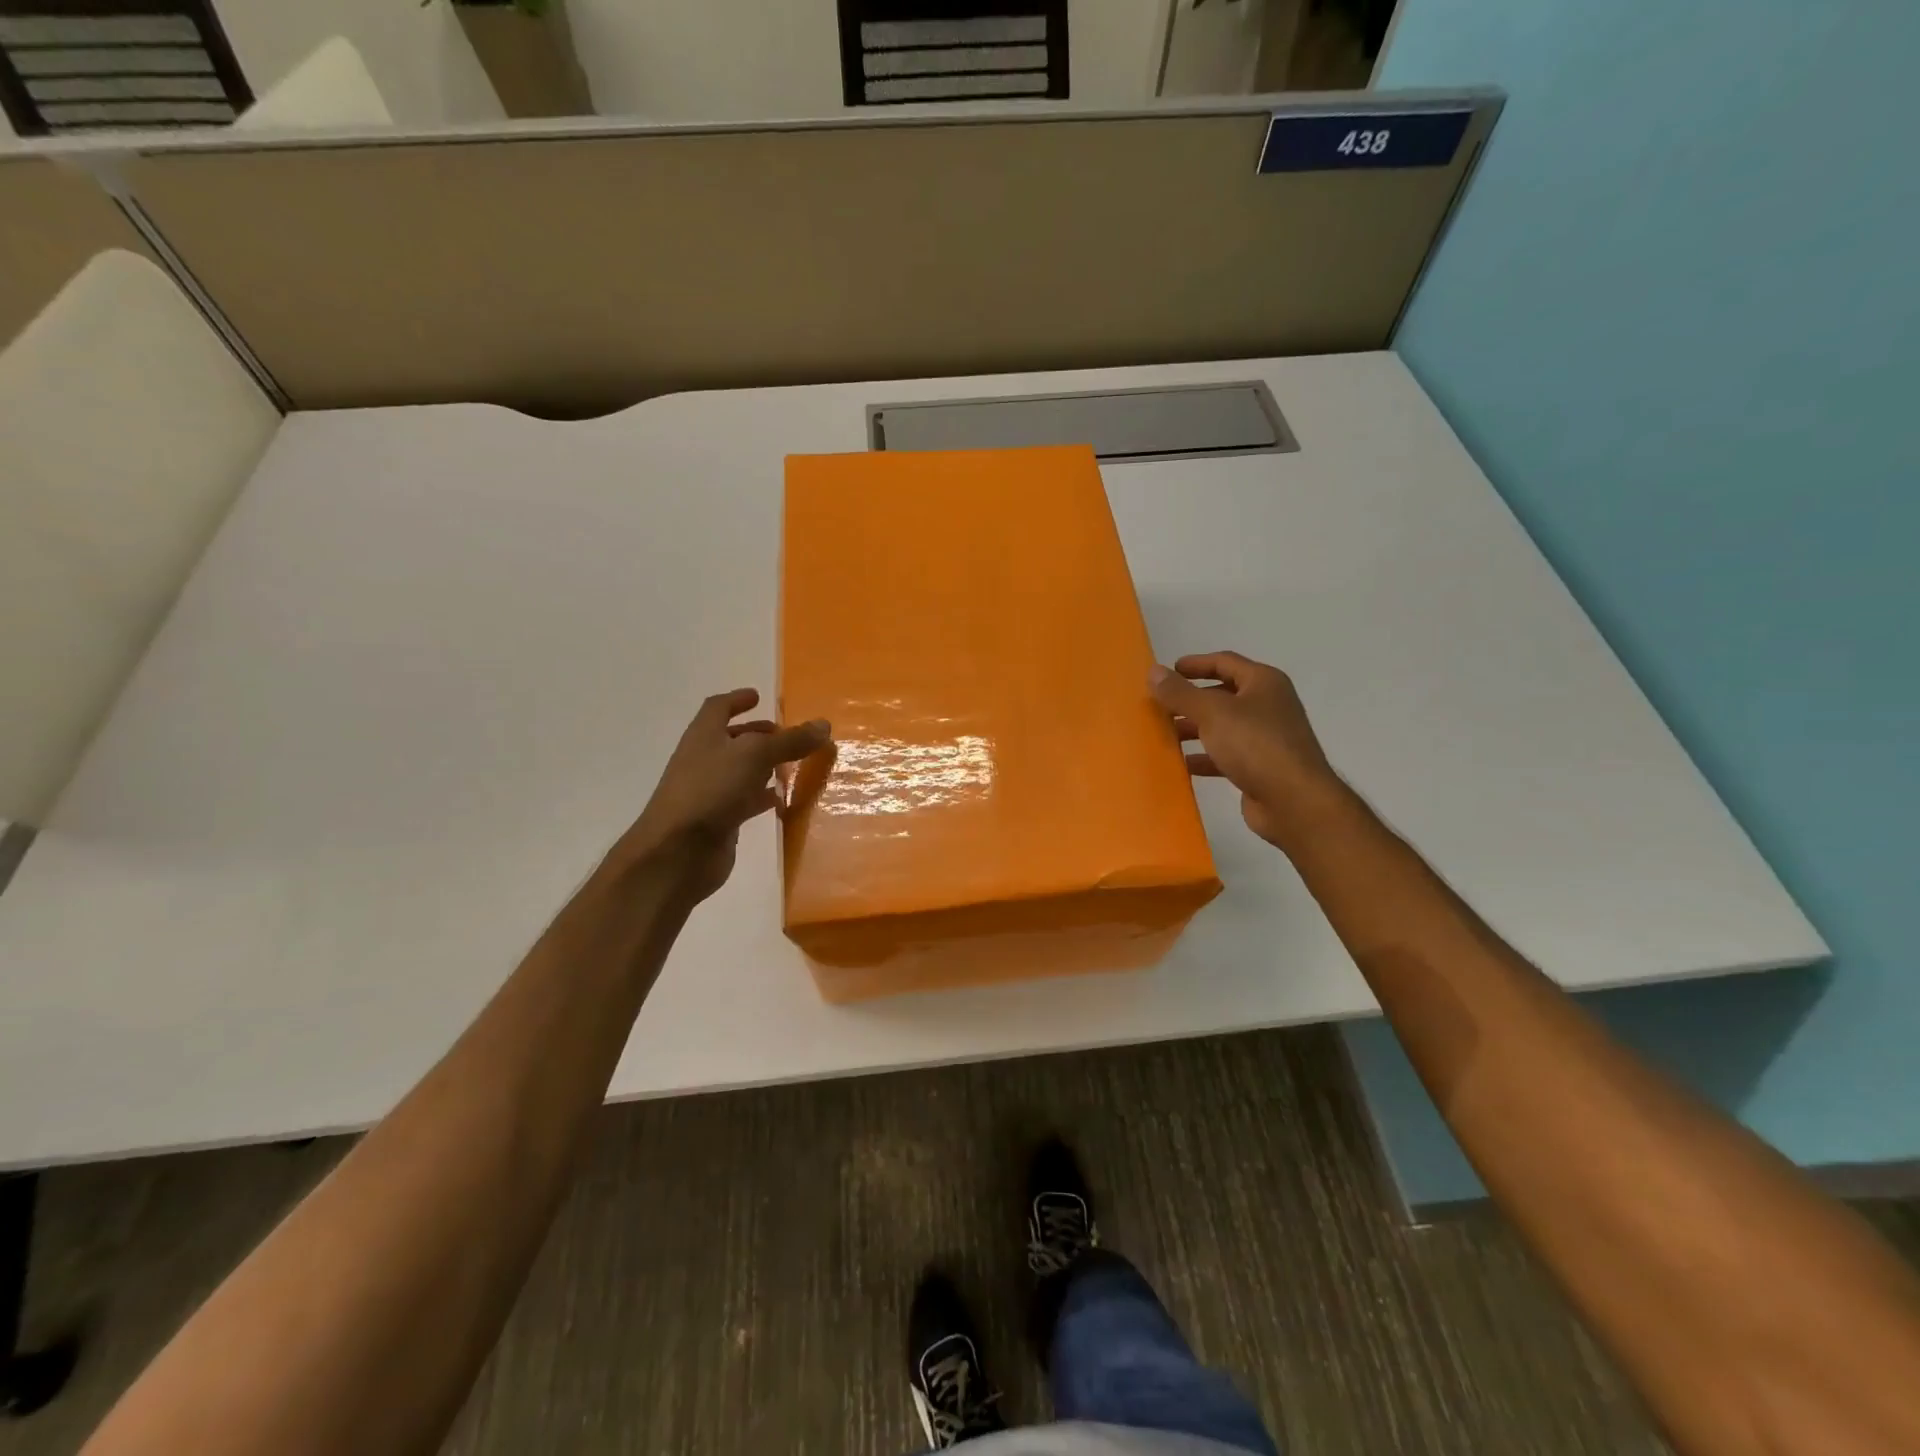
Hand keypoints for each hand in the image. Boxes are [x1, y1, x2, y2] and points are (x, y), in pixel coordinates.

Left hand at [608, 689, 829, 902]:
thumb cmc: (711, 790)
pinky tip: (784, 800)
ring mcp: (710, 791)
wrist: (678, 852)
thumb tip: (823, 724)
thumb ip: (790, 741)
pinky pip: (745, 801)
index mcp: (704, 735)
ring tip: (792, 765)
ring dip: (763, 766)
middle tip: (785, 734)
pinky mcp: (720, 820)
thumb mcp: (755, 756)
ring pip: (741, 771)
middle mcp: (704, 759)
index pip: (718, 708)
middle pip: (731, 740)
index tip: (758, 697)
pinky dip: (764, 797)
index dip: (737, 699)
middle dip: (757, 734)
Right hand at [1149, 652, 1342, 852]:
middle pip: (1222, 695)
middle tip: (1159, 706)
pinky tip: (1182, 764)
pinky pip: (1226, 755)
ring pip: (1222, 727)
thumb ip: (1180, 693)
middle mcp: (1268, 705)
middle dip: (1190, 700)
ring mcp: (1266, 738)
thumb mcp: (1212, 712)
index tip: (1167, 672)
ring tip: (1164, 735)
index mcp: (1263, 682)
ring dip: (1194, 729)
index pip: (1225, 662)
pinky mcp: (1260, 767)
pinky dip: (1204, 757)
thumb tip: (1153, 671)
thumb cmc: (1255, 745)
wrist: (1294, 801)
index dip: (1195, 664)